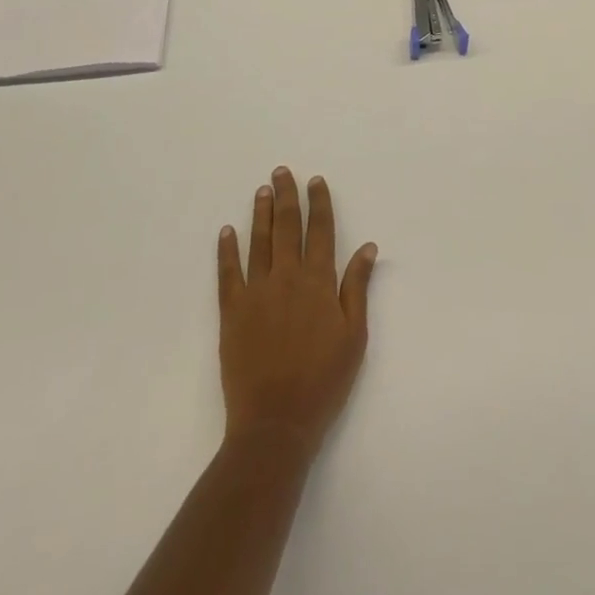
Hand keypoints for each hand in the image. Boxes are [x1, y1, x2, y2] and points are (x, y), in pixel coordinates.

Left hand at [217, 167, 377, 456]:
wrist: (276, 423)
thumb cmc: (323, 380)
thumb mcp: (354, 335)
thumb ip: (357, 287)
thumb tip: (368, 246)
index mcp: (319, 281)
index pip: (321, 230)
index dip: (319, 203)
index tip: (316, 181)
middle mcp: (287, 277)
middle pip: (287, 226)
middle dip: (287, 196)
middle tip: (282, 172)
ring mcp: (257, 292)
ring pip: (259, 242)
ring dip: (260, 213)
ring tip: (261, 190)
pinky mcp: (232, 312)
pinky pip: (228, 273)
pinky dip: (227, 250)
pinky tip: (227, 231)